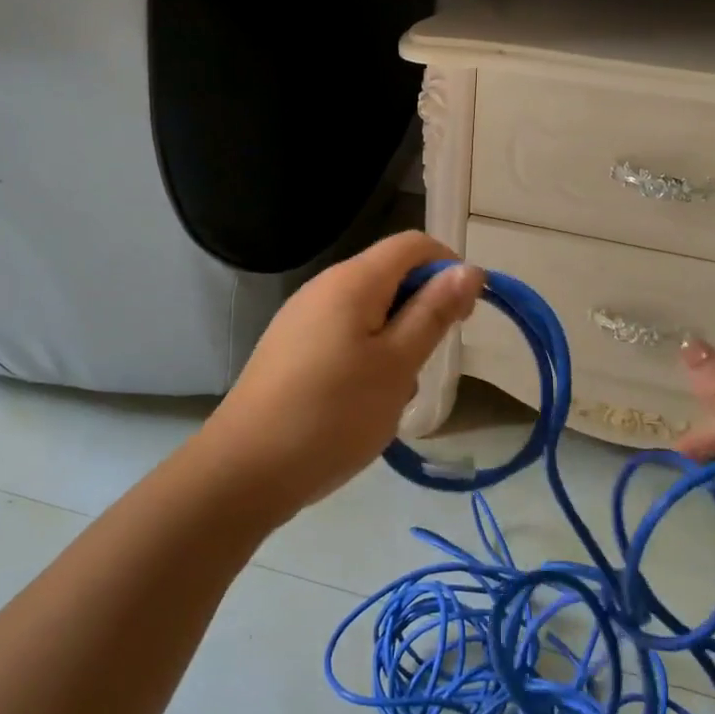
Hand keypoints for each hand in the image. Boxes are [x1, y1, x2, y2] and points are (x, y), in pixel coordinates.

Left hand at [200, 232, 484, 523]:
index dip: (449, 267)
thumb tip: (468, 269)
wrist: (246, 469)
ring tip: (394, 392)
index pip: (413, 244)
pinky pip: (345, 336)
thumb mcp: (397, 364)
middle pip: (390, 276)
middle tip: (428, 362)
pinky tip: (364, 402)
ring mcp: (303, 319)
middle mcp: (324, 288)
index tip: (466, 315)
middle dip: (422, 310)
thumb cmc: (333, 414)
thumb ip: (433, 313)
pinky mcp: (292, 349)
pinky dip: (369, 358)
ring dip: (397, 341)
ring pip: (370, 312)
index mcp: (352, 281)